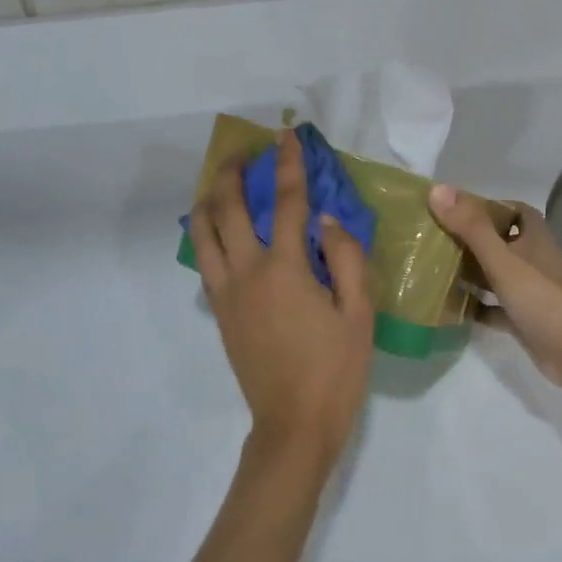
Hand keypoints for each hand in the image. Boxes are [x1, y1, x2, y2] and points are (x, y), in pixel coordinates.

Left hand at [192, 131, 374, 469]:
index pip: (288, 203)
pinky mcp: (219, 312)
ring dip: (209, 200)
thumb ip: (346, 258)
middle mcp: (246, 272)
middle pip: (228, 209)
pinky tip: (218, 229)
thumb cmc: (335, 370)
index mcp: (285, 269)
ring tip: (222, 184)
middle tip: (243, 152)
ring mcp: (226, 293)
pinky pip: (204, 260)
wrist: (293, 425)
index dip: (289, 165)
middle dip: (233, 173)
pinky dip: (206, 234)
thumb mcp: (359, 313)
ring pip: (202, 233)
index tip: (287, 136)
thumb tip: (327, 220)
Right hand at [428, 187, 561, 393]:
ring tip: (433, 268)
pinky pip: (492, 307)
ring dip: (469, 272)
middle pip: (498, 242)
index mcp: (533, 237)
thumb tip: (436, 190)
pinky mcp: (522, 318)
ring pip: (494, 274)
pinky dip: (474, 306)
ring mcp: (528, 290)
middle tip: (433, 238)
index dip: (487, 206)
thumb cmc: (540, 297)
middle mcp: (532, 259)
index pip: (512, 211)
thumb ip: (470, 227)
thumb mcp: (501, 259)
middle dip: (469, 239)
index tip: (454, 209)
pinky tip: (448, 307)